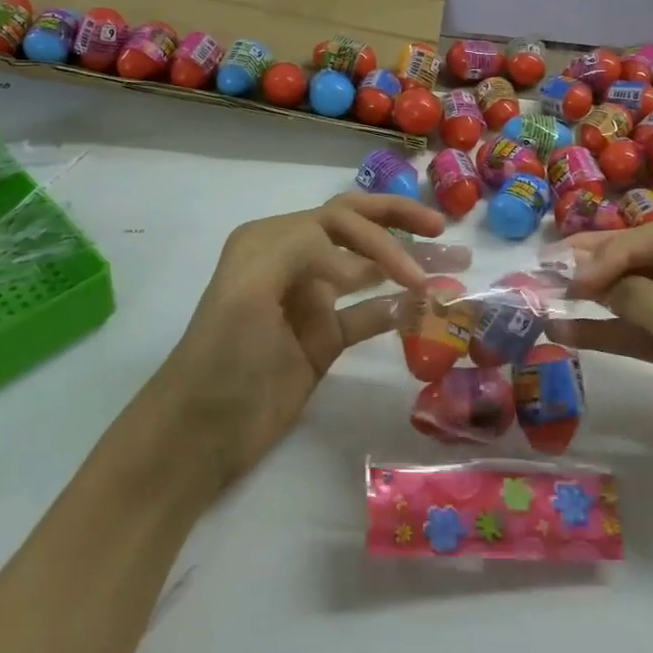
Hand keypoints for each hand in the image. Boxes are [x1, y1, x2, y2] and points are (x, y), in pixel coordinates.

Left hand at [149, 193, 469, 488]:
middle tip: (442, 230)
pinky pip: (367, 316)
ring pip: (367, 272)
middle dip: (398, 224)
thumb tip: (356, 259)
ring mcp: (310, 302)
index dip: (379, 237)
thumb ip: (299, 249)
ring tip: (452, 267)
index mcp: (272, 240)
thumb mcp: (248, 290)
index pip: (339, 220)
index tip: (408, 273)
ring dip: (405, 266)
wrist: (200, 433)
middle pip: (355, 229)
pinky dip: (395, 311)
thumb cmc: (222, 356)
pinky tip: (424, 311)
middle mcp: (293, 261)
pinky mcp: (323, 340)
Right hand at [563, 223, 652, 511]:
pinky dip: (599, 331)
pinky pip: (631, 330)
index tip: (577, 277)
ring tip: (544, 293)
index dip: (616, 250)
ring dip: (592, 297)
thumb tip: (587, 276)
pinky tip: (561, 331)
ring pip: (632, 294)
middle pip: (644, 260)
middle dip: (597, 264)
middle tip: (547, 264)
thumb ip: (642, 299)